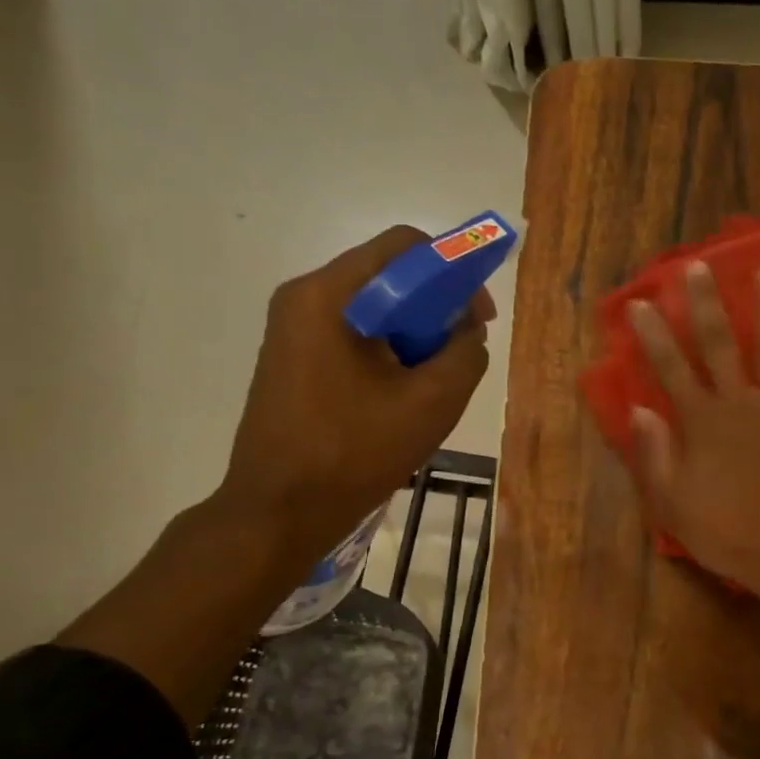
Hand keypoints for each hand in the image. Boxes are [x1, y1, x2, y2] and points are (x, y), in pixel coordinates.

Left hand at [216, 225, 494, 558]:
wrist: (279, 511)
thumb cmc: (354, 453)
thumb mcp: (431, 404)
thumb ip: (466, 354)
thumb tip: (468, 331)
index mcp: (329, 295)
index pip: (405, 247)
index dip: (455, 271)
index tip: (480, 317)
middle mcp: (304, 299)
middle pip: (388, 278)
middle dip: (435, 310)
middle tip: (461, 355)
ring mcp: (293, 330)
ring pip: (373, 311)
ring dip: (414, 336)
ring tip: (433, 384)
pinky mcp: (294, 360)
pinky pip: (353, 337)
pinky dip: (388, 354)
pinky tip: (401, 397)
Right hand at [625, 260, 759, 593]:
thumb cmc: (729, 531)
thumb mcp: (674, 505)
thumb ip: (655, 456)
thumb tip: (639, 412)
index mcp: (702, 422)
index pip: (671, 368)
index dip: (653, 335)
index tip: (639, 303)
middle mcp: (740, 401)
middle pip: (719, 343)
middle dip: (705, 303)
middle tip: (696, 266)